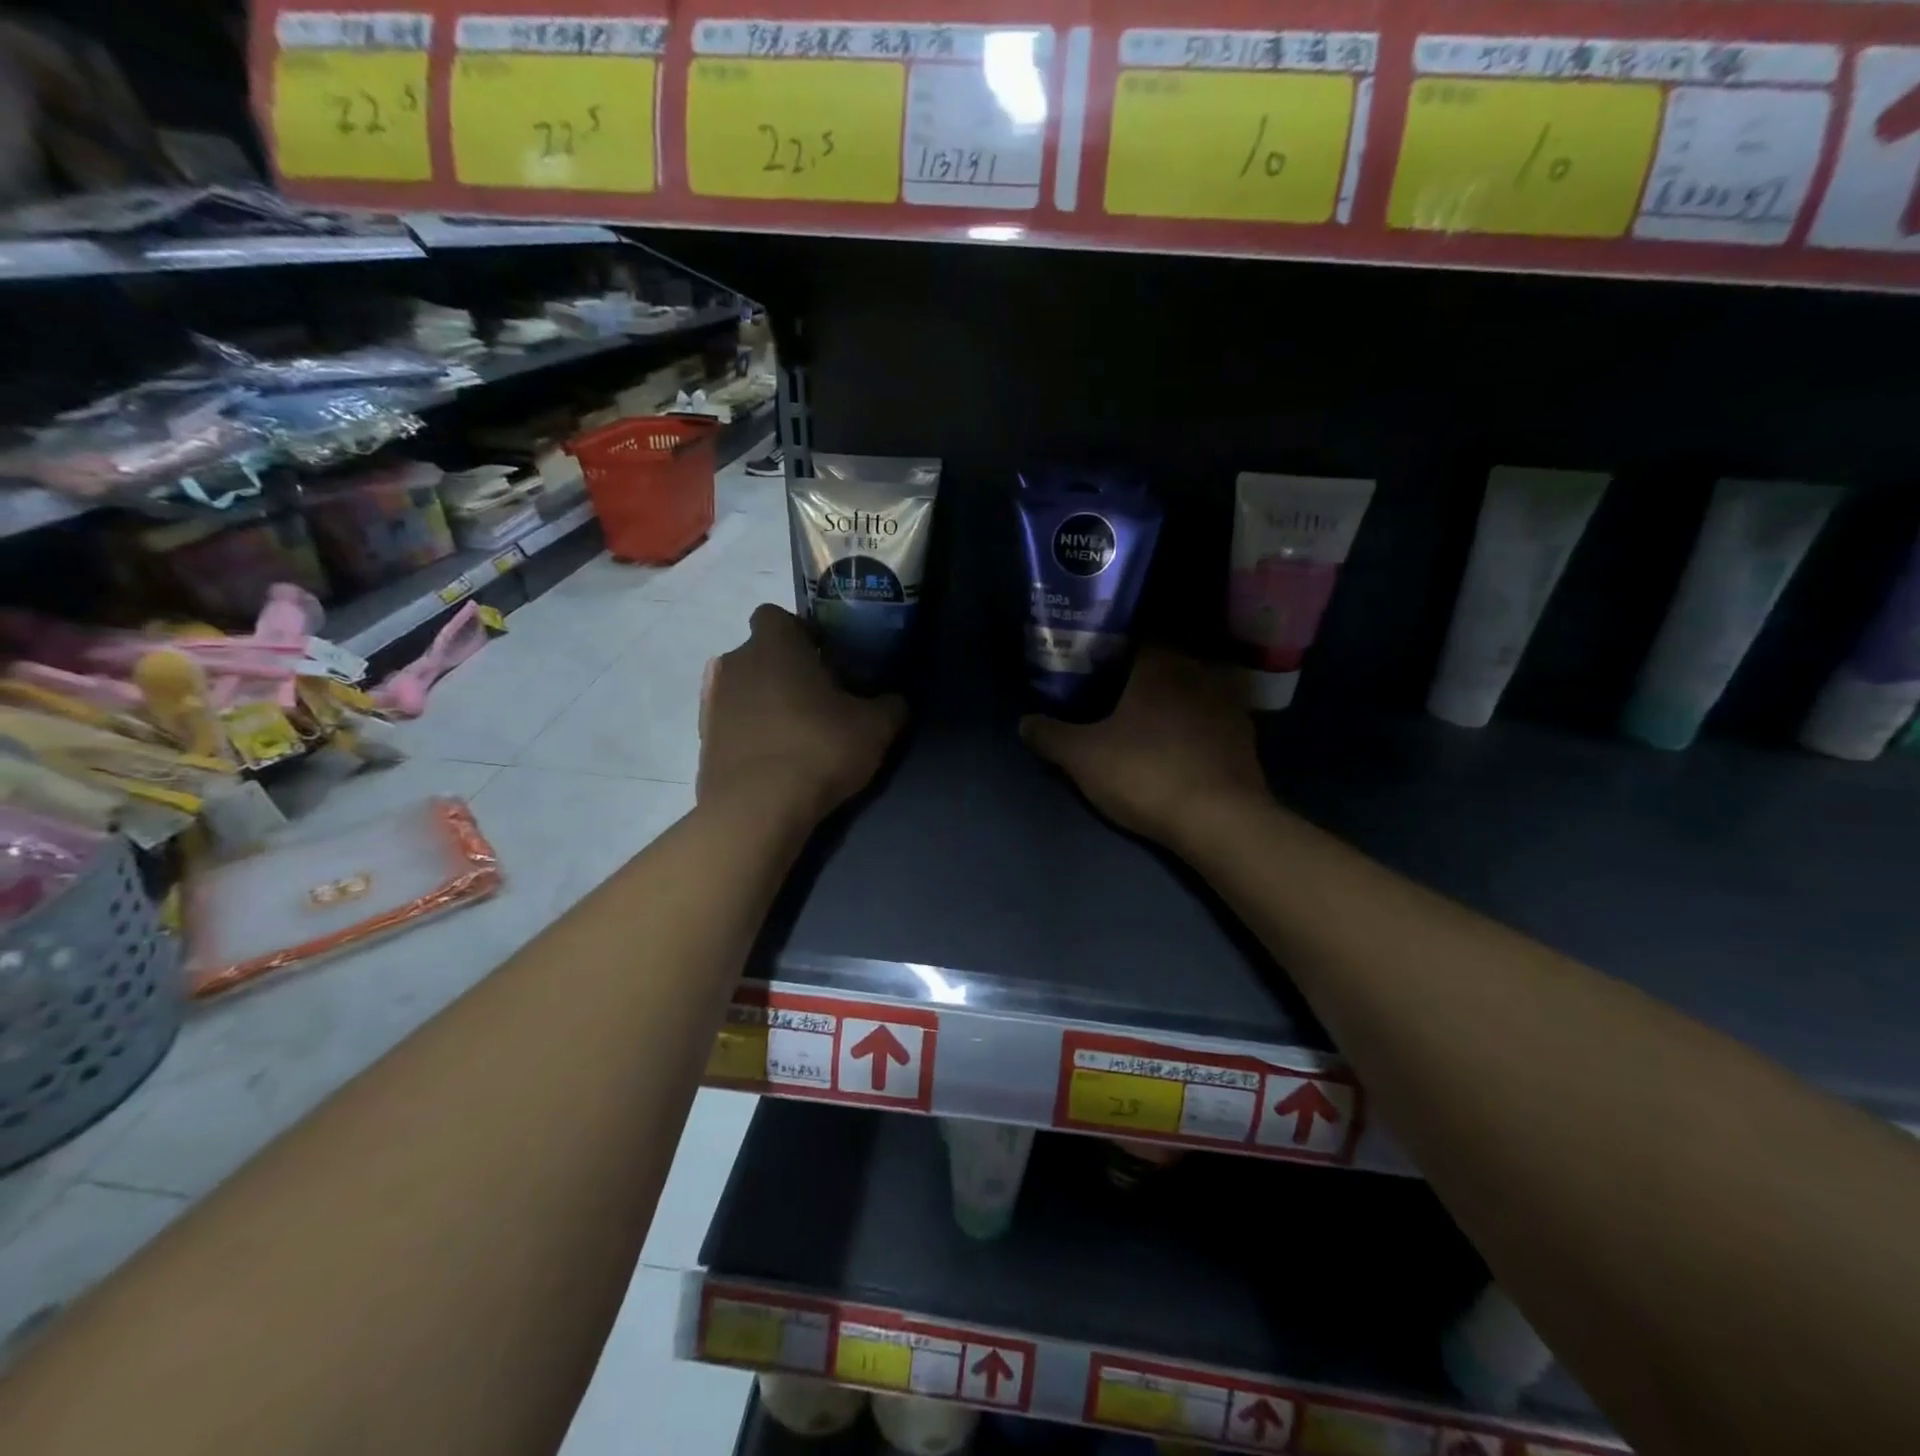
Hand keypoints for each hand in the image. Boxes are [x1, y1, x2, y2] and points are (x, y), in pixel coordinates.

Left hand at [699, 605, 906, 824]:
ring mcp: (713, 702)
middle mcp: (736, 663)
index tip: (826, 658)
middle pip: (761, 653)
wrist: (756, 809)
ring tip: (797, 734)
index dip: (802, 632)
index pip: (777, 615)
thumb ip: (891, 706)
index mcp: (775, 645)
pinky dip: (751, 733)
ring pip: (744, 689)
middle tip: (820, 700)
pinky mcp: (703, 740)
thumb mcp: (875, 728)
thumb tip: (895, 701)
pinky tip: (775, 759)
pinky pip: (732, 724)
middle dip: (786, 670)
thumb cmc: (819, 748)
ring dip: (766, 702)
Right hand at [1020, 647, 1266, 849]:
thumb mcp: (1083, 757)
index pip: (1141, 635)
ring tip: (1150, 717)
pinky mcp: (1246, 737)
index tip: (1097, 661)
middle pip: (1170, 660)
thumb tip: (1024, 722)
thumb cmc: (1145, 772)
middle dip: (1145, 672)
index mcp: (1162, 664)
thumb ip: (1051, 735)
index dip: (1117, 646)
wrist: (1219, 820)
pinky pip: (1214, 718)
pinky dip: (1198, 724)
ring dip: (1176, 697)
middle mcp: (1201, 672)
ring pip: (1196, 687)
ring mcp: (1230, 704)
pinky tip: (1181, 743)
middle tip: (1118, 690)